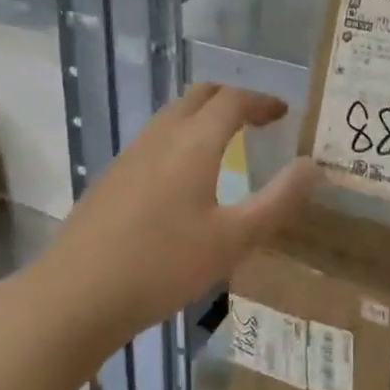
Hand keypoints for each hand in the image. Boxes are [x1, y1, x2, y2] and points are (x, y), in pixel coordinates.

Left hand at [49, 85, 318, 339]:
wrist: (76, 295)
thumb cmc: (164, 265)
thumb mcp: (234, 239)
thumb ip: (278, 200)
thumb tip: (313, 166)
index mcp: (194, 142)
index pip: (234, 99)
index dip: (262, 101)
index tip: (284, 114)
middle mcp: (161, 135)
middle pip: (200, 95)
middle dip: (233, 99)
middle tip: (259, 120)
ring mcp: (131, 153)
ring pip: (174, 114)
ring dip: (204, 115)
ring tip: (227, 142)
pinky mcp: (112, 176)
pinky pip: (155, 137)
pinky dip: (181, 135)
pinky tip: (184, 176)